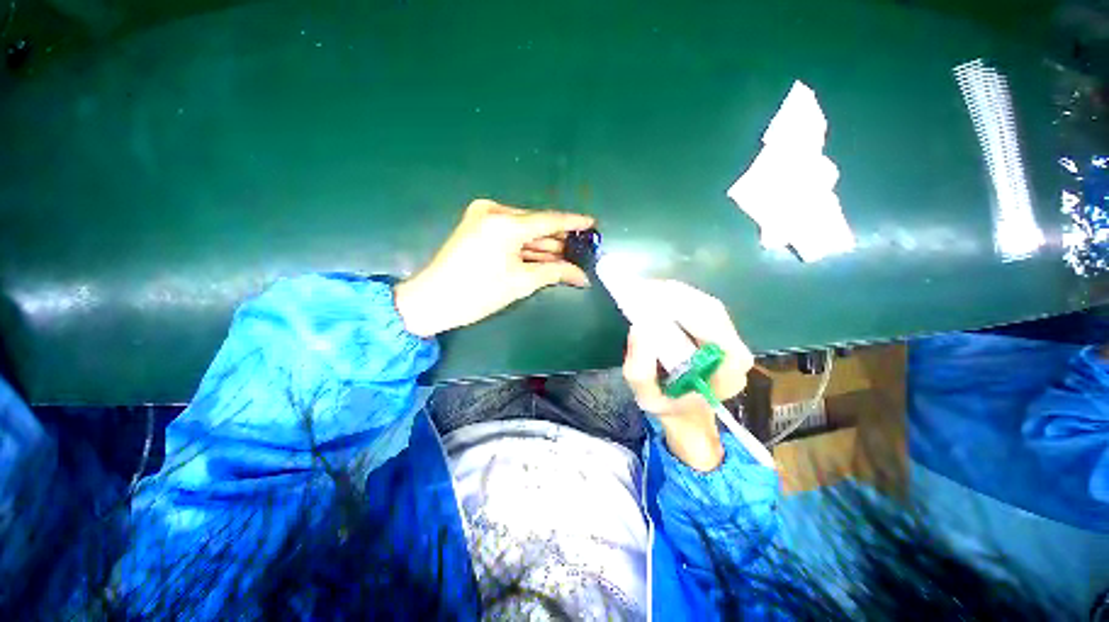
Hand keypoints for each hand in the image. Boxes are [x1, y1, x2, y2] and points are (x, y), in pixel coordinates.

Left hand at [394, 199, 593, 336]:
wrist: (432, 300)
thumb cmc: (478, 293)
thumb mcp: (521, 283)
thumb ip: (555, 272)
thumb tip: (583, 276)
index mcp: (505, 223)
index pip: (549, 220)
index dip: (573, 223)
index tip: (592, 223)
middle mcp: (494, 210)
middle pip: (536, 224)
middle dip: (557, 240)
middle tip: (579, 251)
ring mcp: (482, 215)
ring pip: (523, 229)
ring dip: (542, 244)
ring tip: (564, 258)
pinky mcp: (476, 224)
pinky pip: (510, 232)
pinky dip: (525, 245)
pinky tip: (541, 255)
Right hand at [622, 280, 753, 470]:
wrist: (686, 410)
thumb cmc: (669, 406)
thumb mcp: (647, 398)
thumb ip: (641, 371)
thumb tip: (639, 328)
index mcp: (727, 374)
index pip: (717, 334)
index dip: (688, 313)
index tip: (653, 303)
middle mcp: (735, 351)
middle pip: (711, 311)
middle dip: (675, 297)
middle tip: (641, 291)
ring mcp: (728, 337)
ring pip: (704, 304)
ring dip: (674, 294)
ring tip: (644, 291)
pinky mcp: (716, 328)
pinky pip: (698, 305)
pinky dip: (675, 297)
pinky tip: (654, 296)